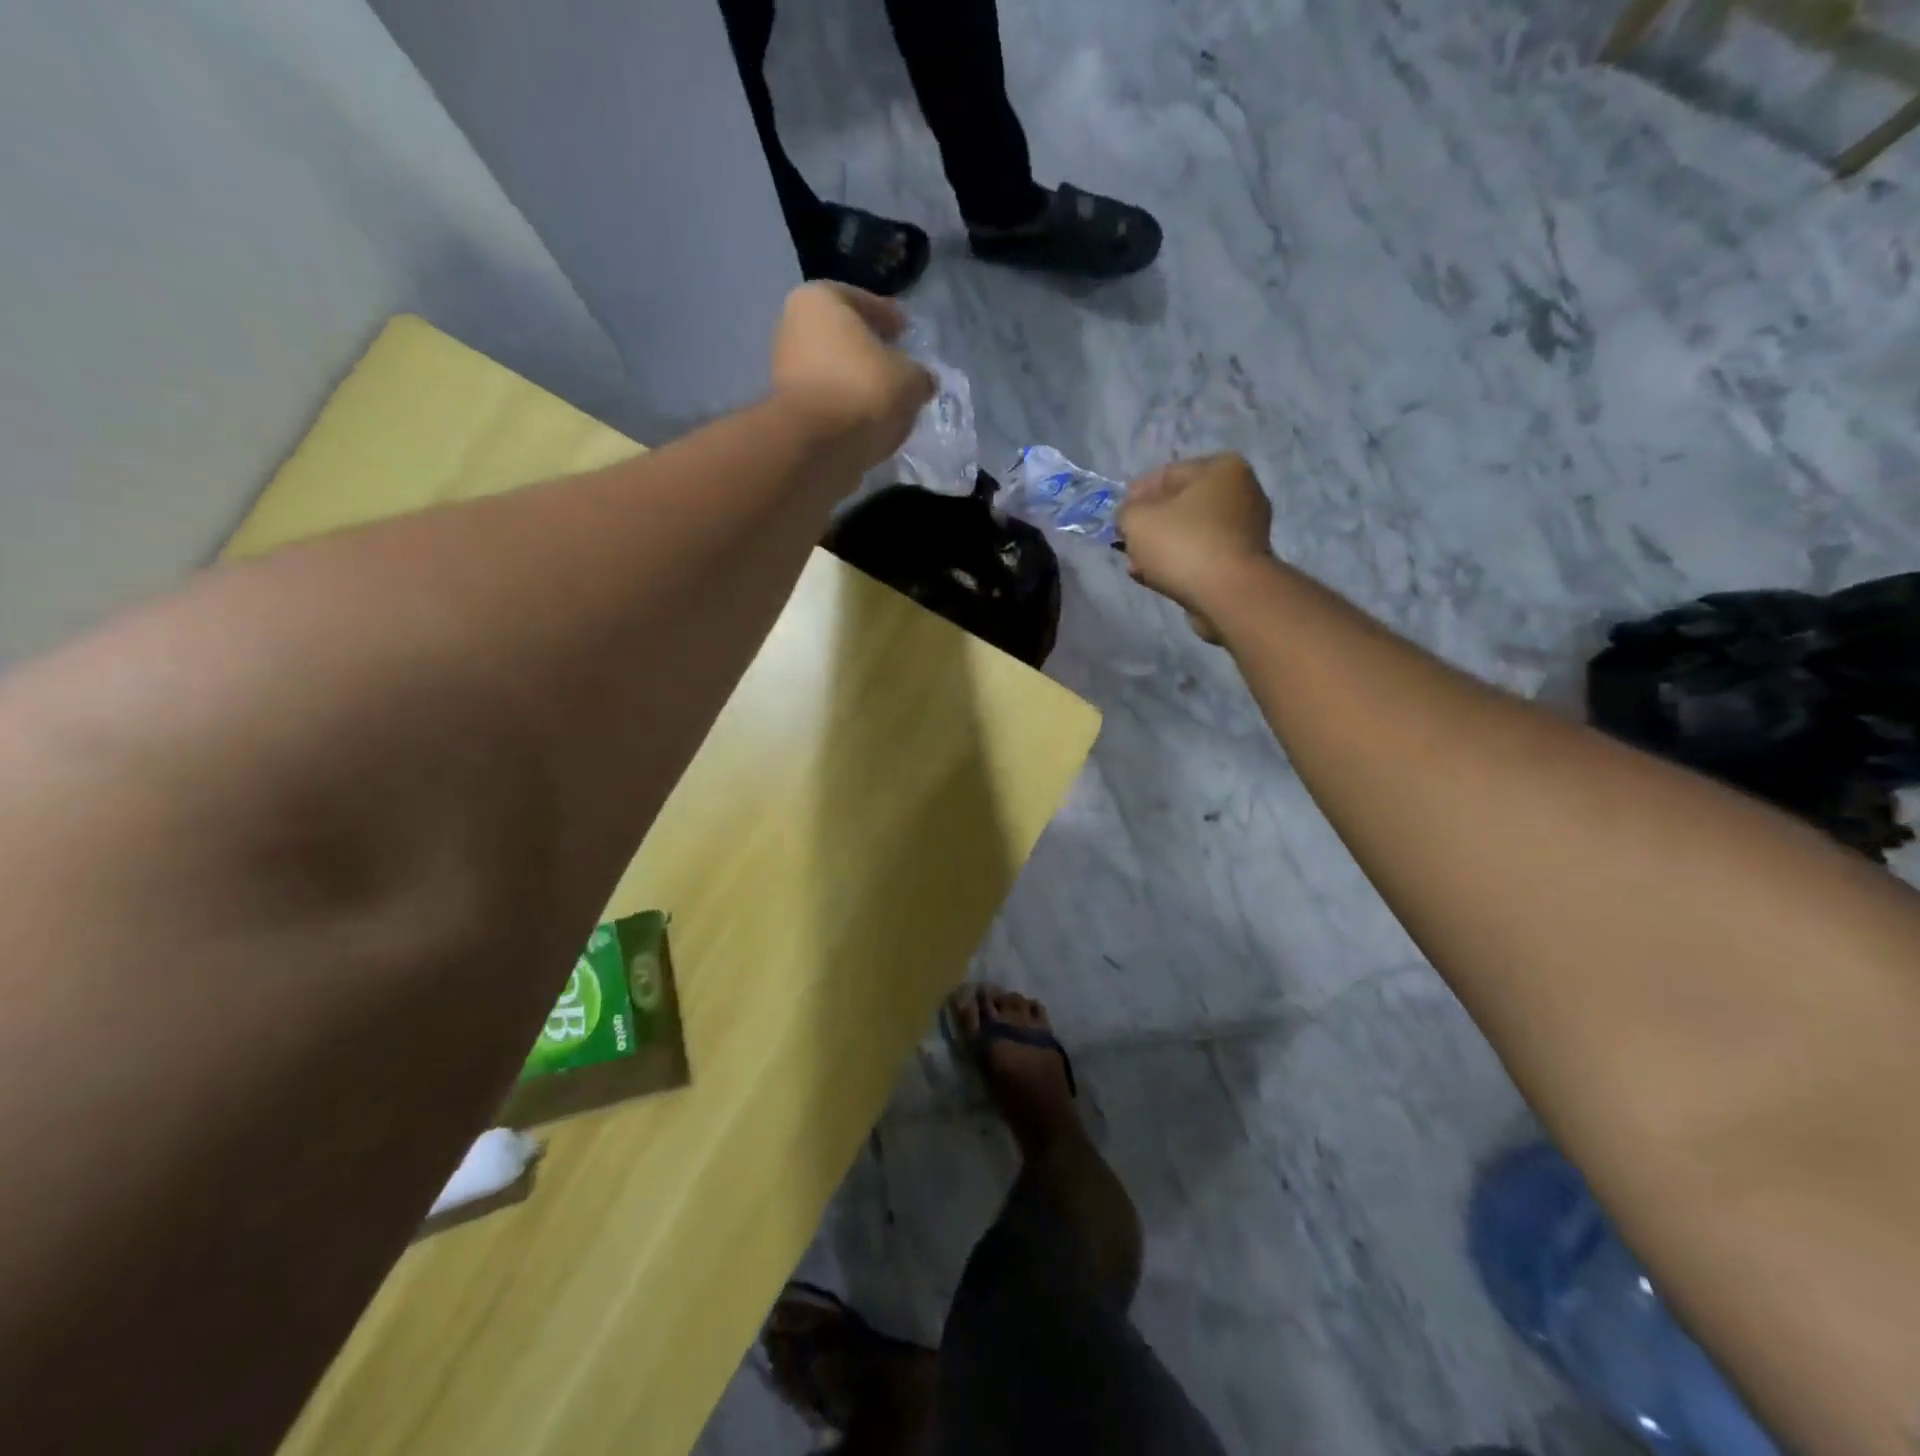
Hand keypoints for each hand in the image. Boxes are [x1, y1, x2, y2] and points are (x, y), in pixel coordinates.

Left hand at [770, 282, 934, 468]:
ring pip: (834, 372)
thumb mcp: (911, 378)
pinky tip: (868, 423)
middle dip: (871, 352)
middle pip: (844, 337)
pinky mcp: (788, 411)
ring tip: (887, 402)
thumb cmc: (864, 390)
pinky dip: (846, 409)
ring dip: (858, 384)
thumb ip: (919, 374)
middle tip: (898, 367)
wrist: (817, 447)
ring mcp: (785, 371)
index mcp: (819, 300)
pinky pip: (827, 403)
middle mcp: (793, 327)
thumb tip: (920, 380)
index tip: (906, 332)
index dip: (890, 318)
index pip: (863, 301)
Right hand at [1117, 453, 1274, 642]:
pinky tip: (1156, 578)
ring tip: (1137, 567)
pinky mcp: (1243, 562)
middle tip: (1127, 544)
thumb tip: (1131, 517)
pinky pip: (1202, 556)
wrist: (1228, 594)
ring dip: (1161, 549)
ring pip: (1190, 534)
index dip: (1136, 495)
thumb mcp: (1137, 519)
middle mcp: (1241, 492)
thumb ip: (1126, 512)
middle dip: (1150, 526)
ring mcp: (1246, 529)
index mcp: (1221, 468)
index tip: (1118, 517)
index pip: (1167, 475)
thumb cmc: (1183, 544)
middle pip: (1180, 506)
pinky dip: (1179, 565)